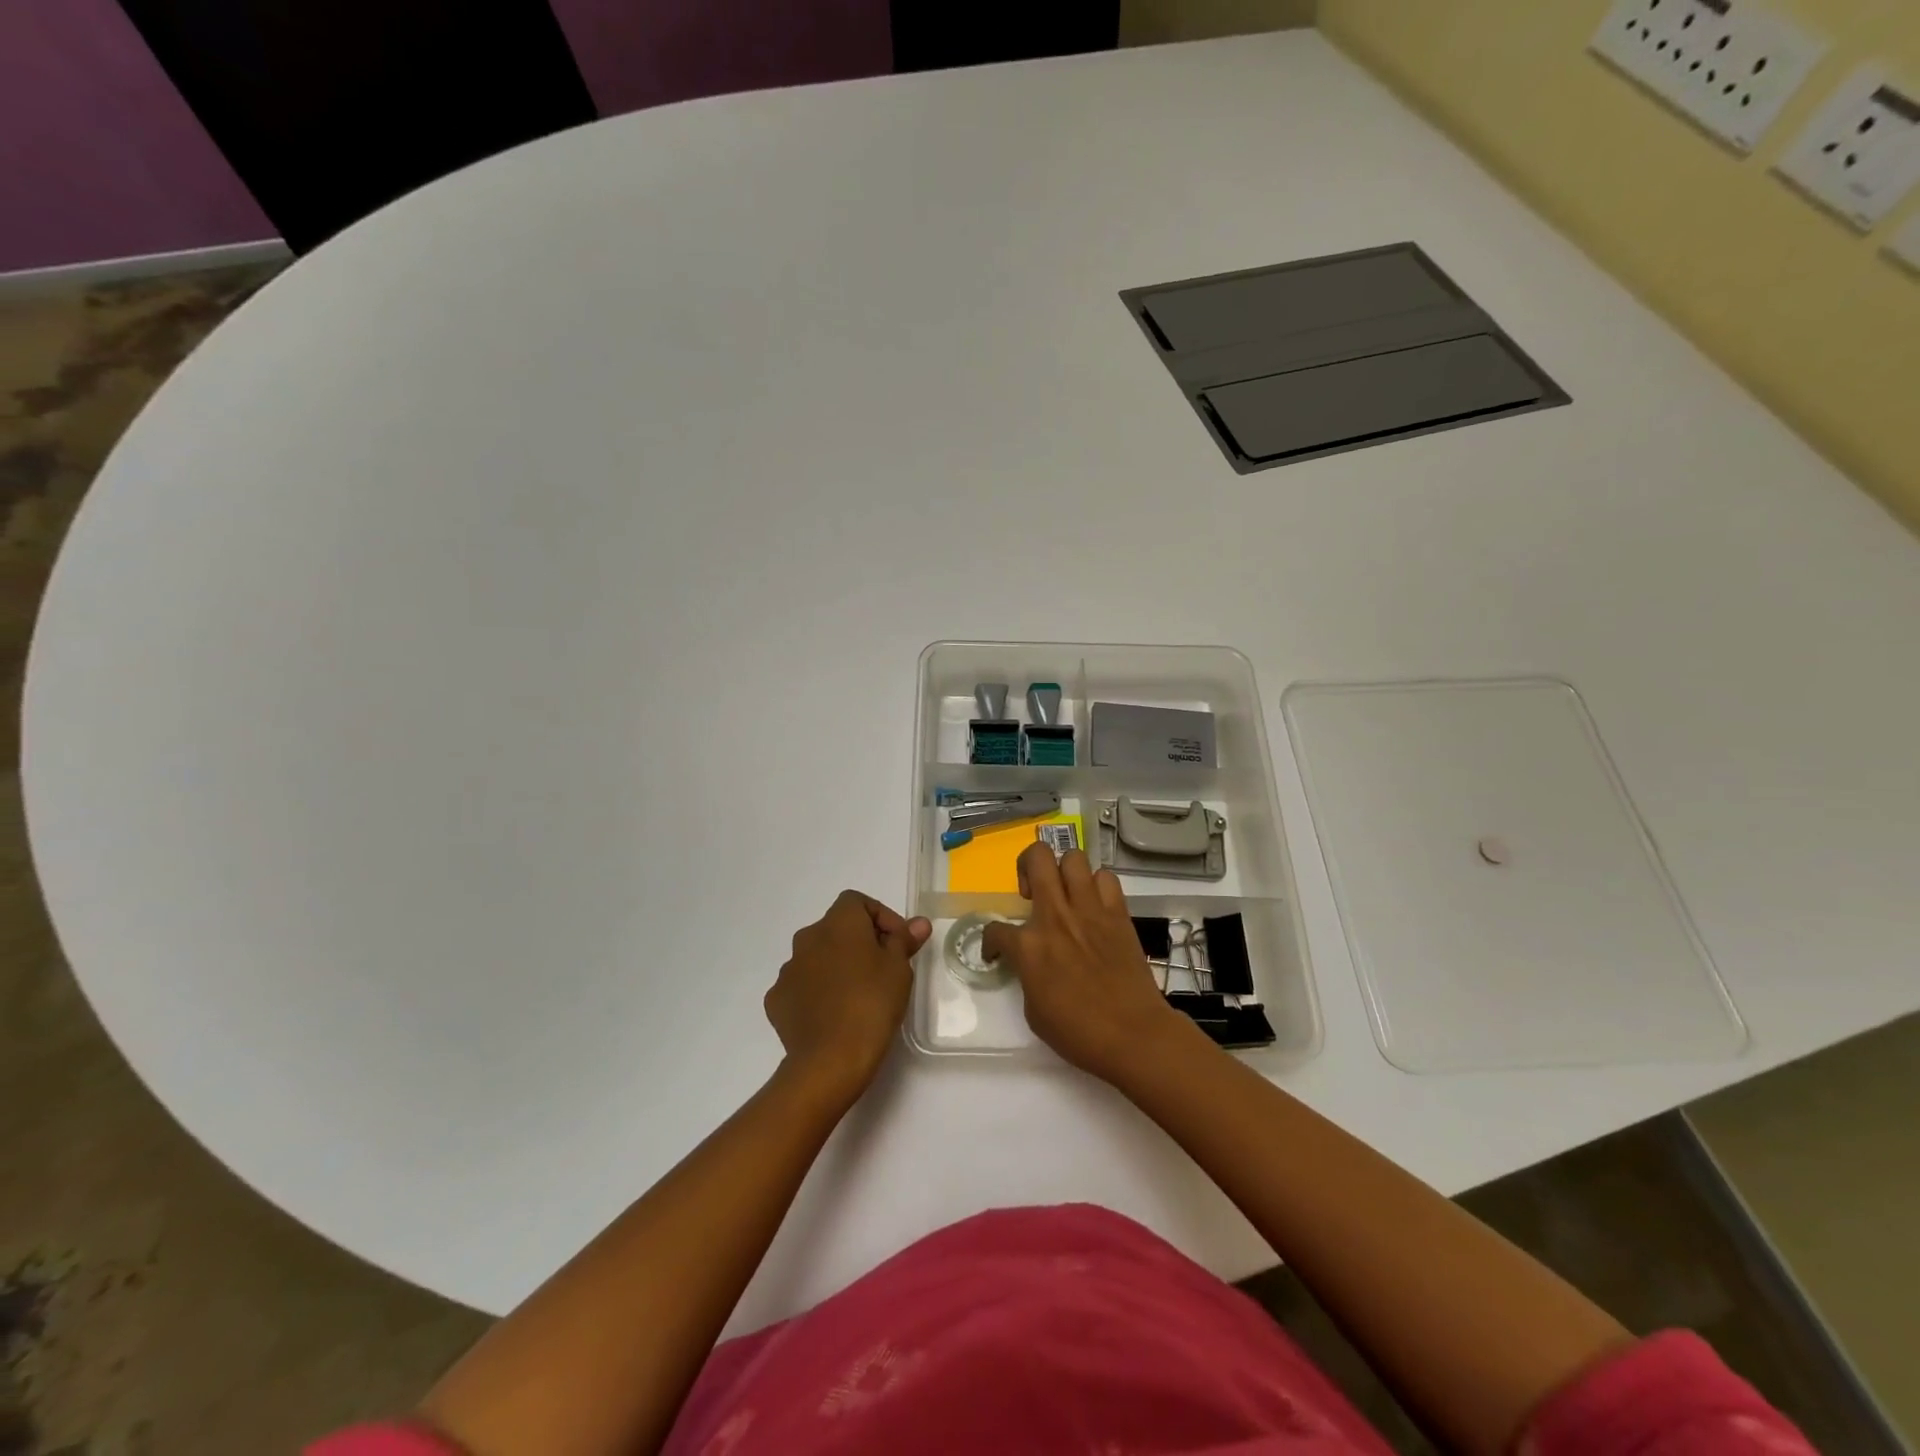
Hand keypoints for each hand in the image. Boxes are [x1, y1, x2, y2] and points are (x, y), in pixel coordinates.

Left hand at [766, 891, 930, 1105]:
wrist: (830, 1060)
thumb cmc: (872, 1004)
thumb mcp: (899, 968)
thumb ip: (904, 939)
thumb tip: (918, 923)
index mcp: (838, 923)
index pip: (857, 902)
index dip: (881, 917)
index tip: (898, 942)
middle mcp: (807, 937)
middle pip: (836, 928)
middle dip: (859, 942)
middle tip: (883, 969)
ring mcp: (788, 970)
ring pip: (817, 957)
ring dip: (837, 966)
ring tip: (858, 995)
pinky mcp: (777, 1000)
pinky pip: (802, 986)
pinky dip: (817, 992)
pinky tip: (833, 1014)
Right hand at [982, 844, 1188, 1083]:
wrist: (1133, 1034)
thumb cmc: (1079, 1033)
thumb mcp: (1034, 1011)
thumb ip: (1027, 975)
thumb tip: (1032, 964)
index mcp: (1029, 946)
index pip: (995, 929)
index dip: (991, 942)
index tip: (998, 952)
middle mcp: (1056, 916)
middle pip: (1037, 858)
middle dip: (1026, 866)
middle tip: (1031, 892)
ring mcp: (1090, 910)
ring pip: (1074, 858)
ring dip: (1063, 871)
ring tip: (1064, 893)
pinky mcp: (1118, 913)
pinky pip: (1106, 879)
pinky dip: (1097, 886)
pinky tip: (1094, 905)